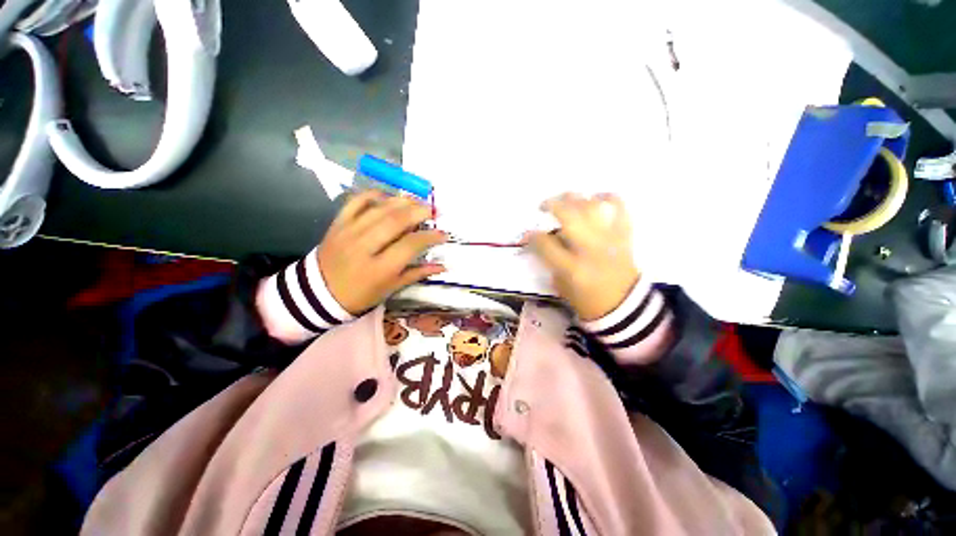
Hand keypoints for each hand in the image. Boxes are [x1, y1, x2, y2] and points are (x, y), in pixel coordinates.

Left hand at [317, 190, 446, 314]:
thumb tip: (443, 266)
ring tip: (419, 201)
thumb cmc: (361, 294)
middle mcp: (364, 246)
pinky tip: (389, 197)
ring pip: (379, 208)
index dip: (430, 237)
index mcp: (379, 268)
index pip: (410, 245)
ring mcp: (349, 231)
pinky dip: (374, 194)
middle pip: (396, 221)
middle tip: (434, 210)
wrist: (319, 292)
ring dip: (403, 201)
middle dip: (419, 211)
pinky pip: (356, 201)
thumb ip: (417, 274)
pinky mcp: (338, 222)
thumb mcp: (391, 288)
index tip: (443, 233)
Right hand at [526, 193, 639, 320]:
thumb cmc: (588, 301)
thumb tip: (546, 241)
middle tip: (543, 206)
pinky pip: (620, 209)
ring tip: (566, 199)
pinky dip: (609, 198)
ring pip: (591, 208)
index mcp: (571, 267)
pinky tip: (596, 197)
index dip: (532, 237)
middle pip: (569, 216)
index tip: (528, 235)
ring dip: (576, 198)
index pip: (545, 244)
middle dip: (552, 205)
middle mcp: (589, 249)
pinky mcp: (624, 237)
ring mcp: (609, 240)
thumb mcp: (562, 286)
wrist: (624, 307)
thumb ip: (552, 262)